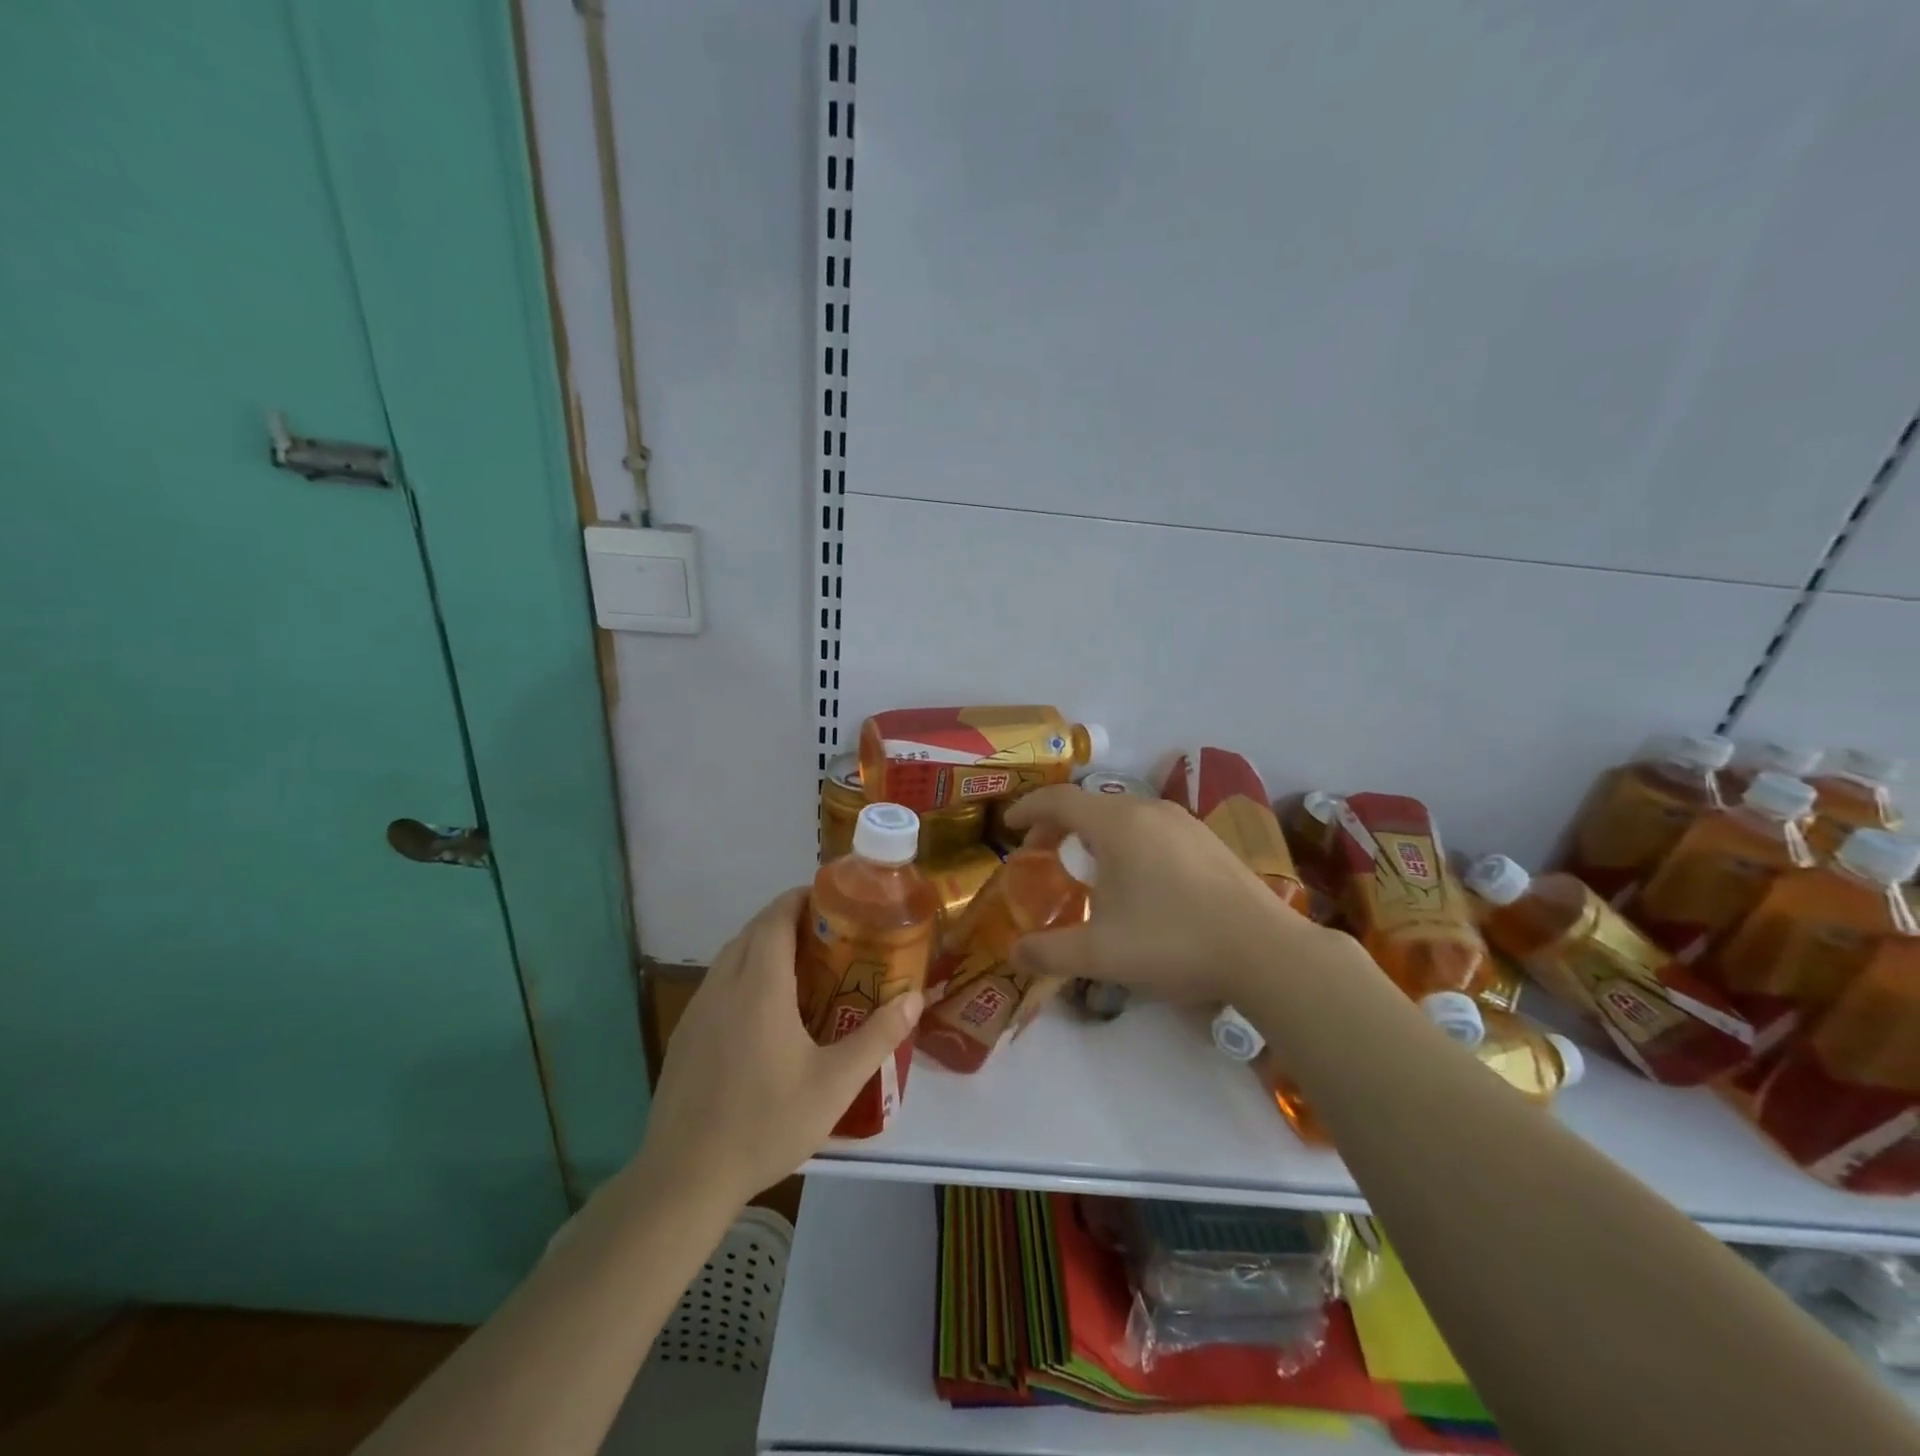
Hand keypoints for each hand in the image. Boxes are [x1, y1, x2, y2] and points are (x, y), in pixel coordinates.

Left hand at [635, 888, 924, 1210]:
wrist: (684, 1177)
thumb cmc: (765, 1123)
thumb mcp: (834, 1084)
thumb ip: (878, 1036)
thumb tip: (914, 998)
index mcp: (759, 986)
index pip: (776, 917)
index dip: (801, 898)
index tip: (831, 898)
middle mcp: (723, 985)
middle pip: (753, 930)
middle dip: (787, 919)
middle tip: (828, 933)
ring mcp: (697, 1009)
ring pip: (731, 955)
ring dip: (762, 945)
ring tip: (801, 965)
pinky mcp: (685, 1034)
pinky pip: (717, 982)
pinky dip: (743, 972)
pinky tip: (763, 1011)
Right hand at [1005, 785, 1331, 1002]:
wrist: (1264, 951)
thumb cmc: (1172, 941)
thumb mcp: (1100, 953)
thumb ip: (1049, 952)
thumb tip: (1014, 954)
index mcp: (1116, 824)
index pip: (1058, 801)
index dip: (1027, 810)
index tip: (1008, 826)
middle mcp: (1148, 810)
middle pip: (1089, 805)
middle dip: (1058, 825)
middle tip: (1042, 854)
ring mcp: (1184, 821)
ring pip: (1123, 815)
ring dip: (1094, 833)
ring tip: (1087, 867)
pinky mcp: (1208, 839)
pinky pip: (1152, 827)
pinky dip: (1127, 840)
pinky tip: (1137, 878)